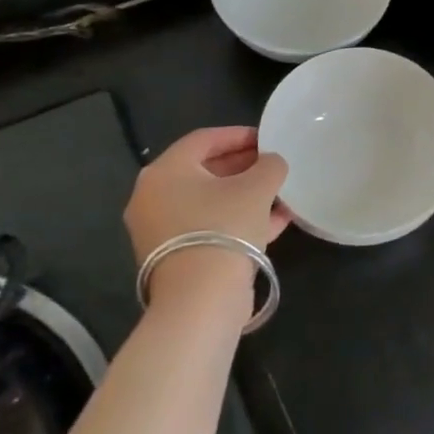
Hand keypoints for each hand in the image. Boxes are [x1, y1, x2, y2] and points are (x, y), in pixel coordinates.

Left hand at [124, 128, 289, 297]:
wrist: (201, 299)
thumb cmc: (225, 227)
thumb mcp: (258, 187)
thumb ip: (270, 165)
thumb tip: (271, 163)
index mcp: (165, 171)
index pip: (204, 139)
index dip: (239, 135)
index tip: (268, 138)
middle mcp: (153, 197)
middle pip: (204, 171)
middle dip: (243, 167)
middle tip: (273, 165)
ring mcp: (160, 230)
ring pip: (209, 202)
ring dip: (244, 196)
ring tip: (279, 194)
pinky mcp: (174, 258)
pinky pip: (208, 227)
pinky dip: (237, 220)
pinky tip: (274, 222)